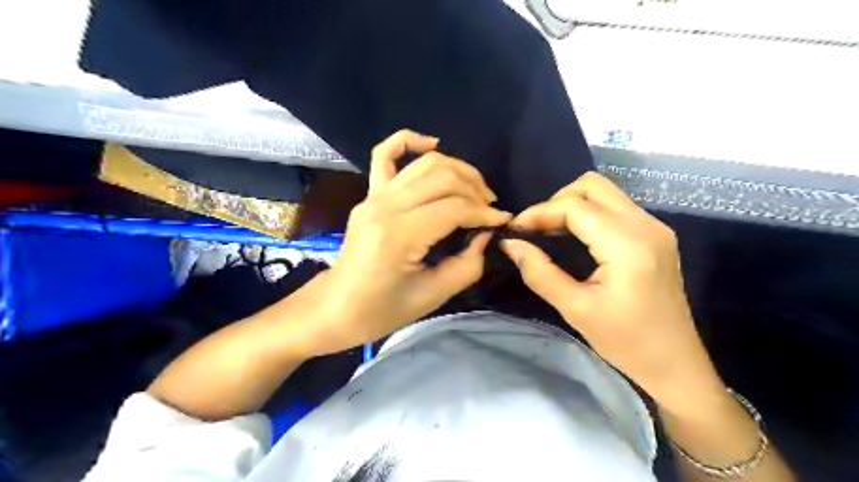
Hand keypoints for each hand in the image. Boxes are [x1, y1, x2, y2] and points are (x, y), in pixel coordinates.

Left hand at [311, 130, 507, 355]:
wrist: (336, 307)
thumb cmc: (382, 310)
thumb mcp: (433, 295)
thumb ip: (468, 264)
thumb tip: (486, 233)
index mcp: (399, 235)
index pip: (454, 208)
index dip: (484, 213)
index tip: (503, 222)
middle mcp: (385, 206)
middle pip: (442, 177)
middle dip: (475, 188)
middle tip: (490, 208)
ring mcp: (373, 196)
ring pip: (424, 163)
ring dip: (457, 169)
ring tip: (475, 189)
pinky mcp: (368, 194)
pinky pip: (385, 154)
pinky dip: (409, 140)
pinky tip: (434, 144)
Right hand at [502, 172, 726, 413]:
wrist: (675, 364)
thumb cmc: (626, 342)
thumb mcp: (576, 309)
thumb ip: (539, 272)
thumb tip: (511, 244)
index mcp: (628, 244)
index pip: (574, 206)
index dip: (539, 213)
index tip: (515, 231)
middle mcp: (645, 225)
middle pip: (592, 186)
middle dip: (556, 201)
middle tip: (535, 230)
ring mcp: (654, 227)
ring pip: (605, 193)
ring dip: (572, 205)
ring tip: (549, 233)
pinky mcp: (655, 235)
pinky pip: (615, 208)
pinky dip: (588, 214)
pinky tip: (574, 238)